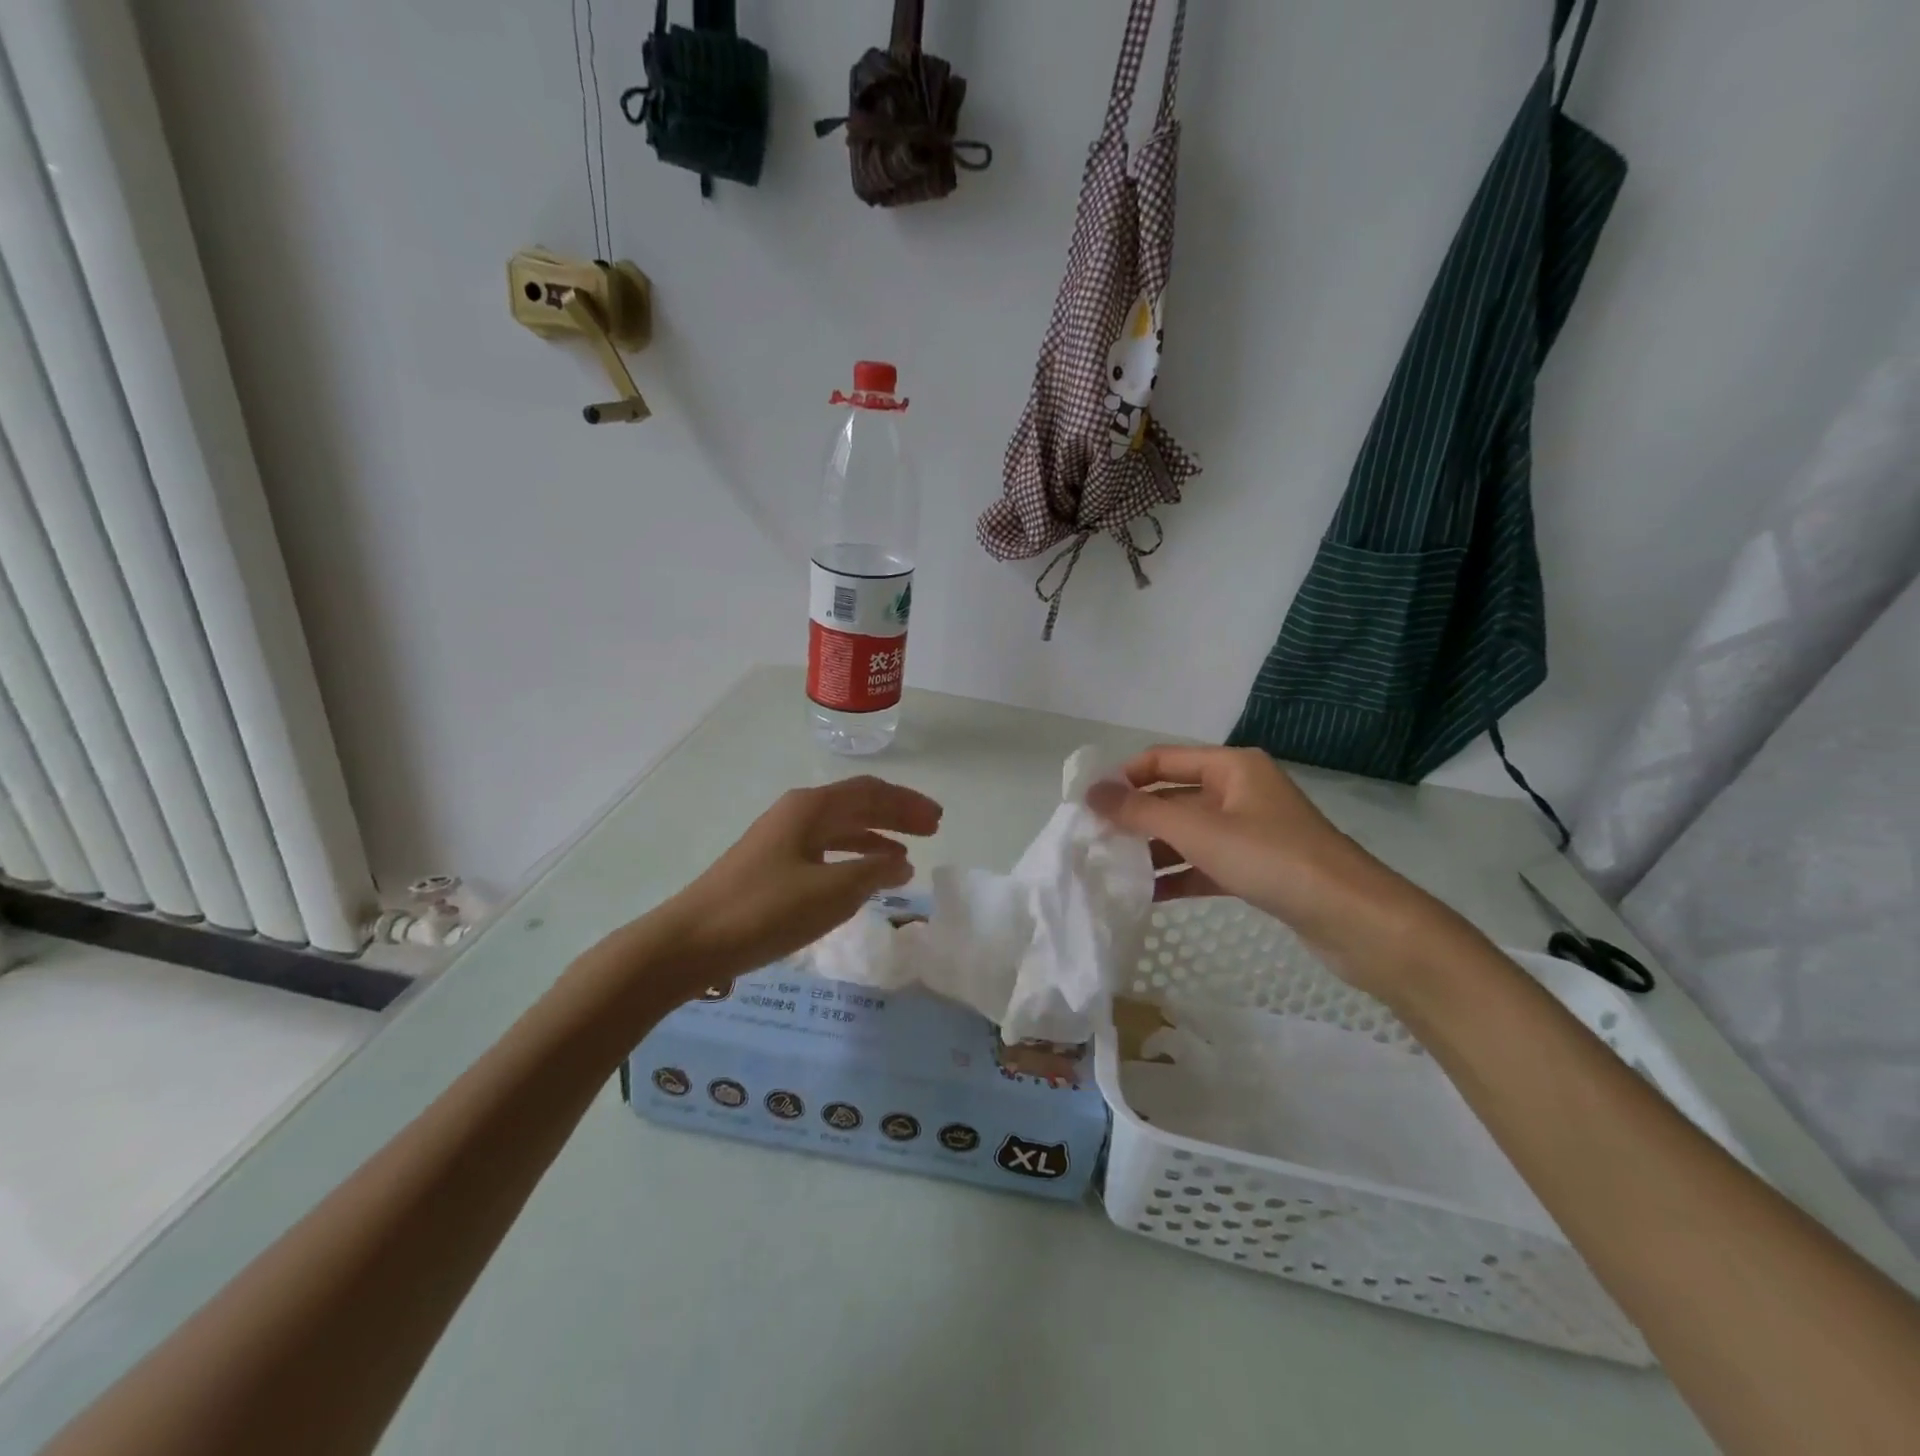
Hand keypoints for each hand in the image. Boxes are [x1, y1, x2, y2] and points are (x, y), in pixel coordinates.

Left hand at [659, 776, 941, 985]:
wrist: (691, 941)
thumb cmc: (765, 910)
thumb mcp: (830, 893)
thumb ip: (872, 873)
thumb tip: (902, 863)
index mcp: (811, 807)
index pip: (871, 793)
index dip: (907, 803)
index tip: (938, 819)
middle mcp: (797, 813)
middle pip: (856, 804)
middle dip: (895, 814)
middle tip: (931, 829)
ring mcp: (781, 838)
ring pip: (840, 827)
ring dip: (875, 836)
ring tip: (904, 855)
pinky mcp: (771, 864)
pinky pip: (825, 849)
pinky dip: (851, 856)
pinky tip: (862, 875)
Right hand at [1086, 746, 1456, 999]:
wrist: (1355, 919)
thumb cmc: (1274, 859)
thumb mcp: (1200, 831)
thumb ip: (1141, 812)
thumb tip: (1091, 793)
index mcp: (1231, 767)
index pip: (1162, 760)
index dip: (1124, 777)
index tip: (1087, 804)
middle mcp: (1240, 791)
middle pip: (1173, 796)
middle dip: (1135, 817)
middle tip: (1093, 841)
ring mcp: (1250, 830)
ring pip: (1188, 833)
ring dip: (1153, 849)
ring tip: (1111, 870)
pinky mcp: (1258, 867)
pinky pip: (1206, 863)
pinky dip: (1178, 875)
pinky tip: (1147, 896)